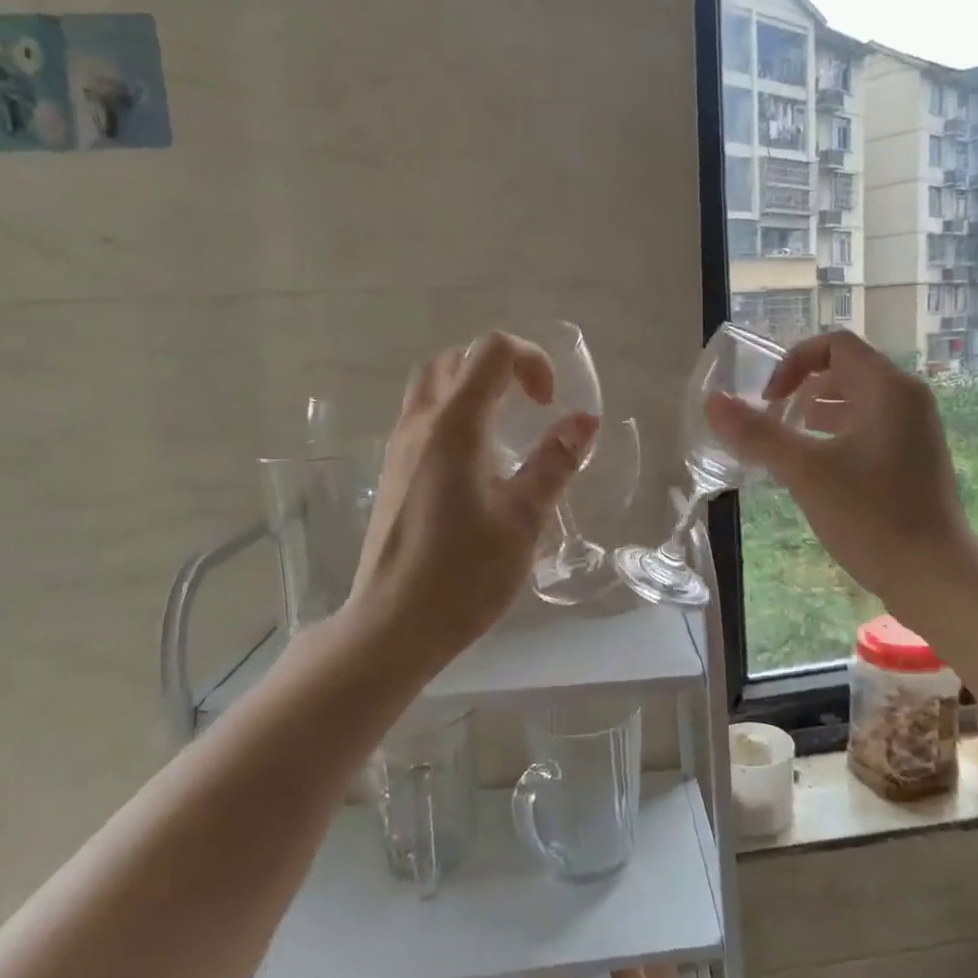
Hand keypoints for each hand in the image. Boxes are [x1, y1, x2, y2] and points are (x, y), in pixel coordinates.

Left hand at [348, 333, 598, 667]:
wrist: (392, 626)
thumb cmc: (464, 574)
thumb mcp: (523, 518)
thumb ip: (555, 463)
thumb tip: (585, 421)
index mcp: (455, 426)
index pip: (491, 351)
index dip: (531, 360)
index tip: (550, 404)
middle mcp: (420, 425)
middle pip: (454, 360)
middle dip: (499, 367)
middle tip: (529, 405)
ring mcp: (399, 449)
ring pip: (432, 387)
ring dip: (473, 389)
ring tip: (507, 429)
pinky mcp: (393, 474)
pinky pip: (423, 419)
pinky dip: (455, 415)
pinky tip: (479, 464)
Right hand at [704, 330, 977, 617]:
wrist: (935, 578)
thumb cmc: (872, 517)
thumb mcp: (805, 472)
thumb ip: (757, 434)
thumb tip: (712, 402)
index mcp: (889, 388)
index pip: (835, 345)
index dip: (793, 363)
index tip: (769, 401)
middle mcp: (908, 400)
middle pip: (846, 372)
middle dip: (803, 389)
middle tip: (772, 421)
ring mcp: (915, 432)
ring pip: (857, 404)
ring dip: (817, 414)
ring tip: (786, 443)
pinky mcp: (914, 461)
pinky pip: (869, 431)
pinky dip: (837, 437)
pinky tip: (814, 469)